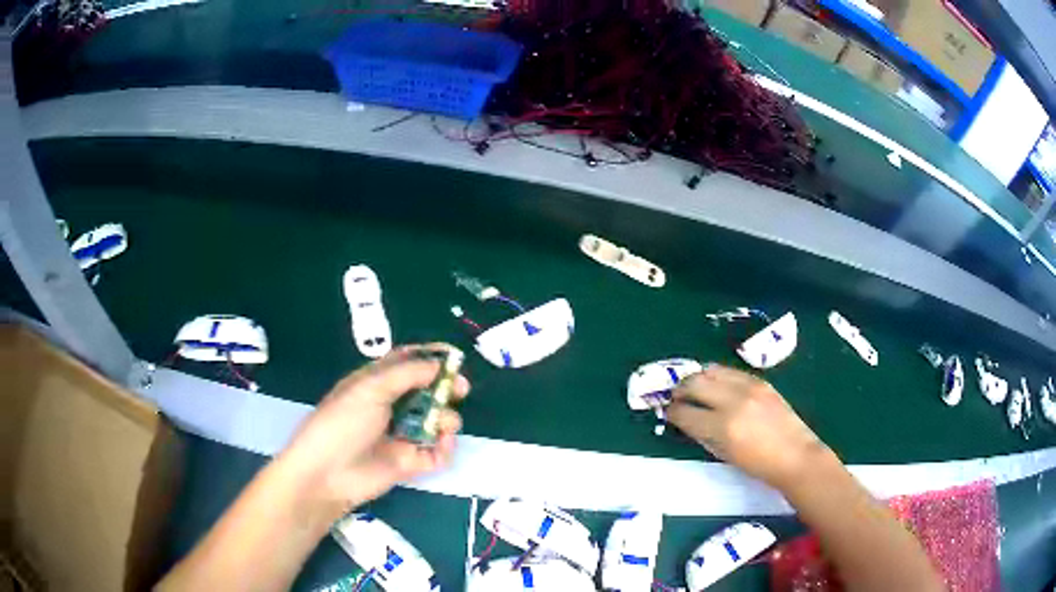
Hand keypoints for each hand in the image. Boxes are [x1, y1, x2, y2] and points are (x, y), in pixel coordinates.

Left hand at [278, 344, 469, 520]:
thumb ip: (408, 374)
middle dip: (446, 388)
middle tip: (461, 390)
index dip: (430, 357)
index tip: (454, 357)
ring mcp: (401, 435)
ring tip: (444, 424)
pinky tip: (443, 444)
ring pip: (436, 421)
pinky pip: (437, 452)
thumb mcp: (370, 389)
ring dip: (447, 419)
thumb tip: (440, 365)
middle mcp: (391, 406)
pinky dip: (446, 447)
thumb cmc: (343, 423)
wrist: (327, 474)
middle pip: (427, 391)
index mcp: (376, 383)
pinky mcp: (409, 462)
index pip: (407, 362)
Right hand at [668, 364, 833, 491]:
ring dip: (697, 378)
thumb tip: (686, 420)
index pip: (685, 412)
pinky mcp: (760, 381)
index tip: (669, 413)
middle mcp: (733, 401)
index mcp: (722, 427)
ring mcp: (748, 387)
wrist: (795, 455)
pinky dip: (717, 376)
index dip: (672, 412)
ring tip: (694, 387)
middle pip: (694, 383)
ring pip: (711, 370)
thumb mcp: (724, 454)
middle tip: (676, 396)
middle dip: (680, 389)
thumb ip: (703, 435)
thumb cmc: (758, 465)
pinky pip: (730, 371)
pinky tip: (716, 385)